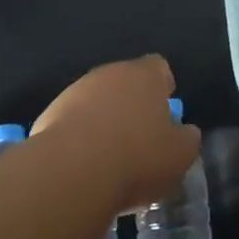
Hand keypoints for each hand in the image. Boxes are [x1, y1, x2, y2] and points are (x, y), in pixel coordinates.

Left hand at [34, 55, 198, 211]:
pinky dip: (80, 138)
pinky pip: (73, 121)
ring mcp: (76, 91)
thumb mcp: (180, 156)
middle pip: (125, 83)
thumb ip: (187, 139)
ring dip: (104, 122)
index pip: (158, 68)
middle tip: (140, 140)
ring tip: (110, 158)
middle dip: (132, 106)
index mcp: (144, 75)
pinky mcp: (50, 113)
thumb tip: (185, 132)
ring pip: (97, 101)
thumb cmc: (137, 158)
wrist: (71, 171)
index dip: (163, 88)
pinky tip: (84, 166)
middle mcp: (110, 73)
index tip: (165, 113)